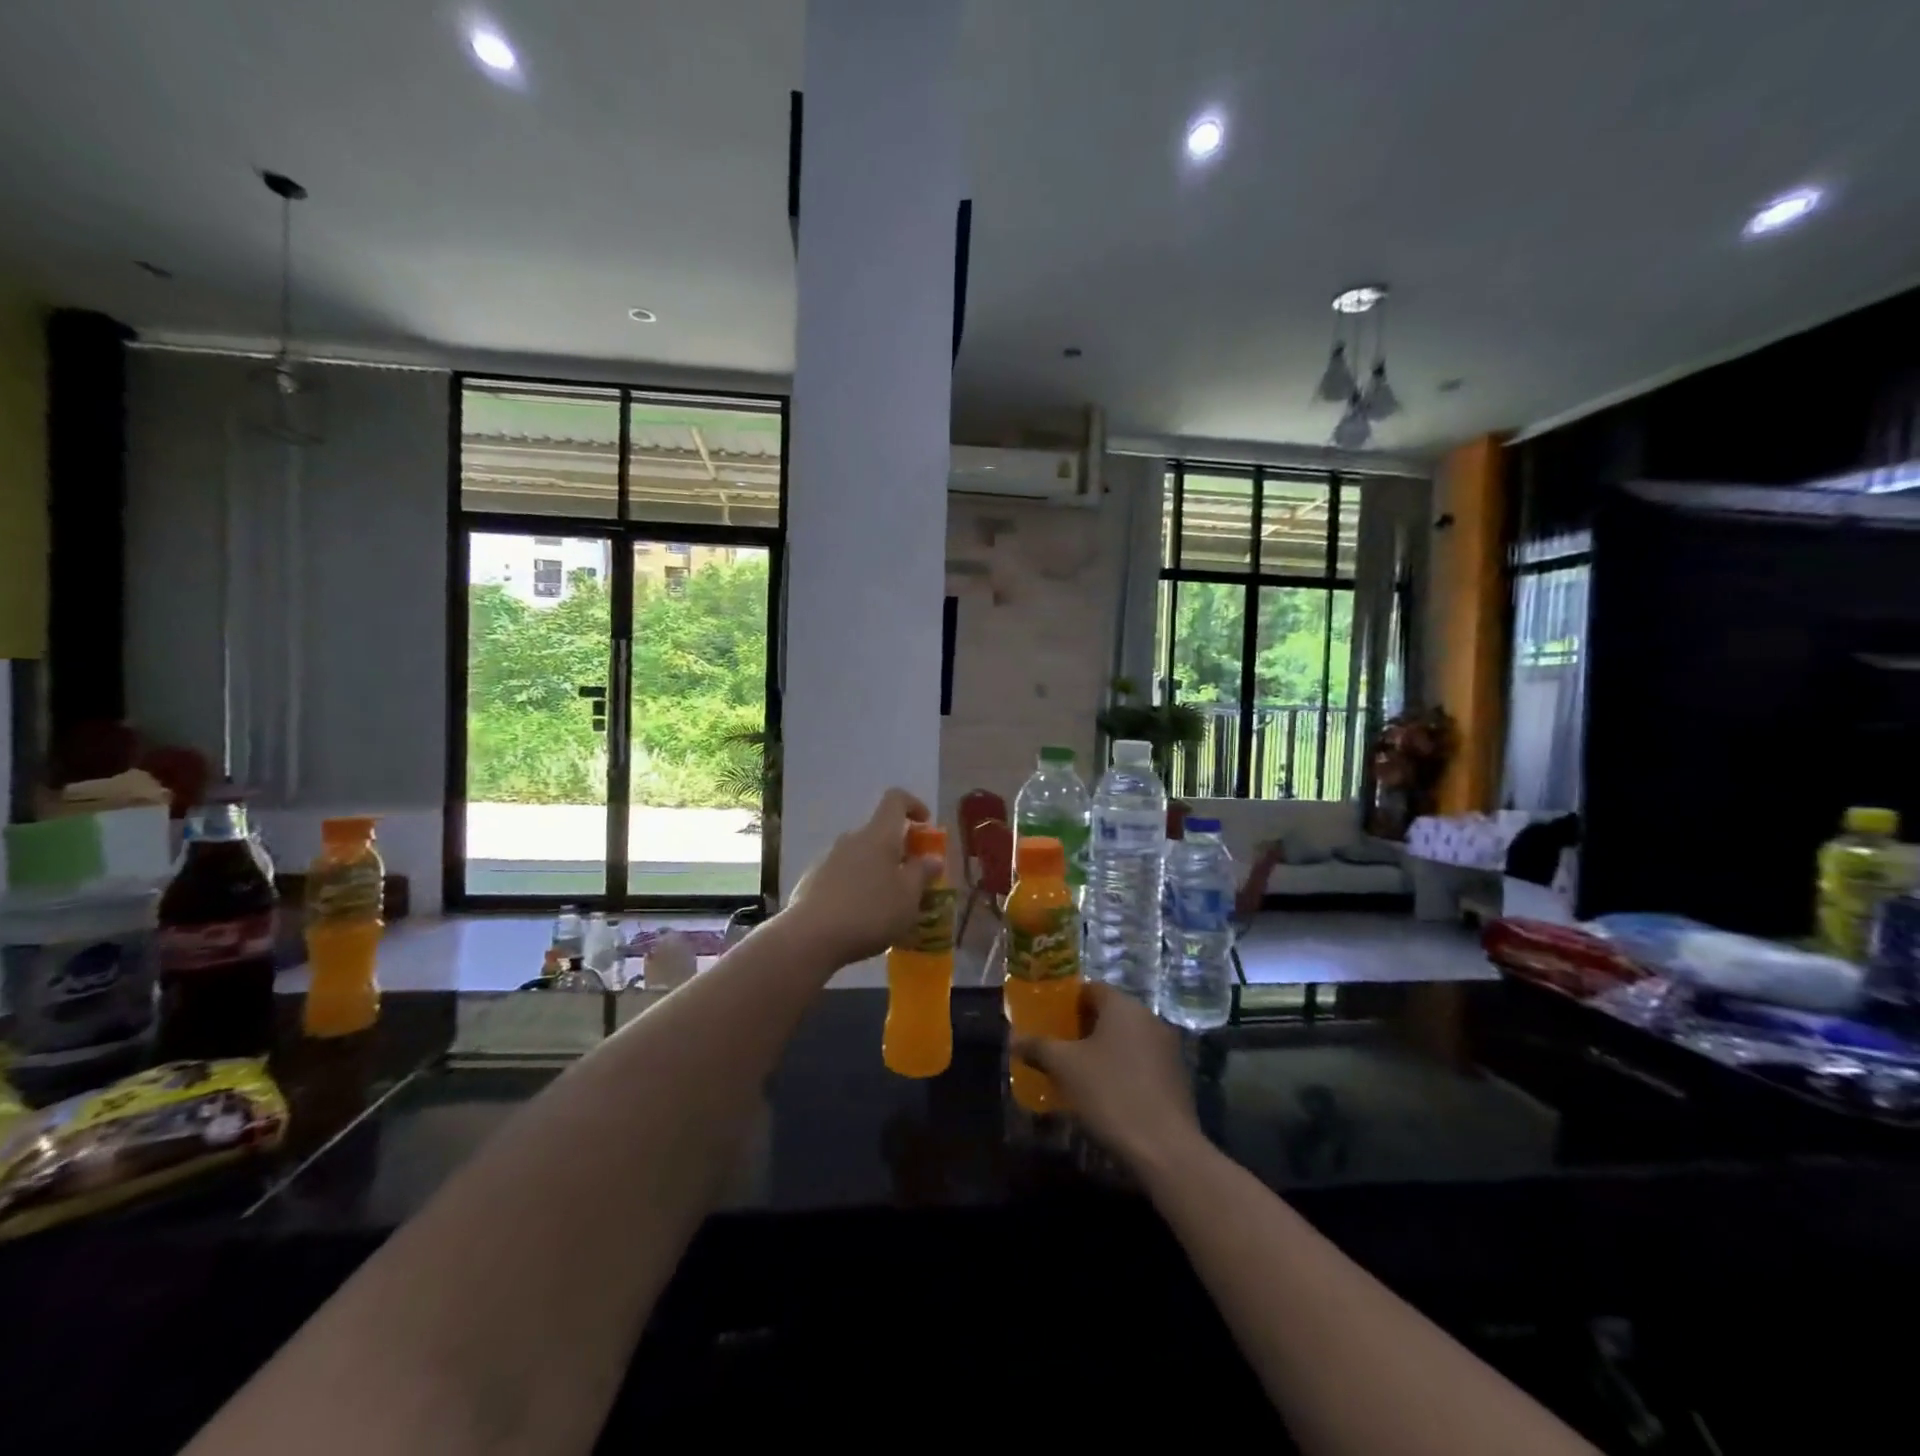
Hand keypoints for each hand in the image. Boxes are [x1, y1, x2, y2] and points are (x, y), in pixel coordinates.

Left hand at [784, 788, 942, 966]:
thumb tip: (932, 858)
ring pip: (861, 857)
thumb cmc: (870, 912)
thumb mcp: (909, 897)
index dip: (914, 805)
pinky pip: (843, 876)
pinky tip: (861, 918)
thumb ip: (922, 873)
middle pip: (879, 832)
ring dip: (877, 872)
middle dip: (898, 850)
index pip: (896, 800)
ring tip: (888, 906)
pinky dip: (857, 887)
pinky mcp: (812, 880)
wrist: (811, 937)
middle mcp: (852, 839)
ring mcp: (828, 859)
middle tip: (912, 879)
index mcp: (878, 835)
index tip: (926, 826)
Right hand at [1011, 982, 1200, 1171]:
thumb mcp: (1064, 1068)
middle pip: (1109, 1013)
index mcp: (1123, 1006)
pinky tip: (1106, 1094)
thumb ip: (1038, 1047)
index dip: (1066, 1002)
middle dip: (1082, 1028)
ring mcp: (1167, 1048)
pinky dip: (1122, 1069)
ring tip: (1078, 1074)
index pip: (1090, 989)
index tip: (1048, 1021)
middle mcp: (1149, 1018)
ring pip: (1126, 1039)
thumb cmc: (1110, 1093)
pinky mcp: (1177, 1077)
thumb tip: (1015, 1039)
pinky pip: (1141, 1061)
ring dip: (1103, 1050)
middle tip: (1058, 1048)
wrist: (1165, 1148)